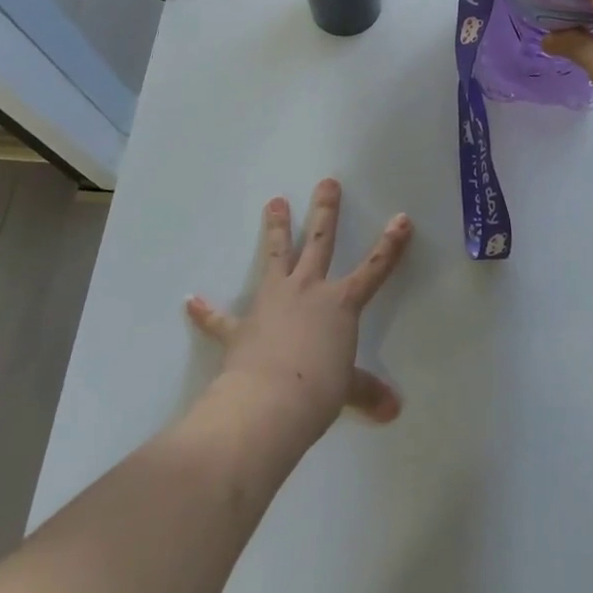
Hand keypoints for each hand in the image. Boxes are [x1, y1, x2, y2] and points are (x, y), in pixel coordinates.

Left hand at [186, 179, 411, 445]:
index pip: (374, 269)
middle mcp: (308, 291)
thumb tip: (392, 410)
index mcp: (340, 304)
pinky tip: (191, 301)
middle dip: (325, 211)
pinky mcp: (241, 325)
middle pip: (319, 242)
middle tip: (327, 182)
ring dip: (275, 229)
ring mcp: (273, 302)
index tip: (402, 218)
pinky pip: (220, 317)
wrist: (268, 403)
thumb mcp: (347, 390)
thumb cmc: (318, 390)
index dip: (390, 245)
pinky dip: (206, 311)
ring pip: (276, 256)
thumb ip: (366, 391)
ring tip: (274, 201)